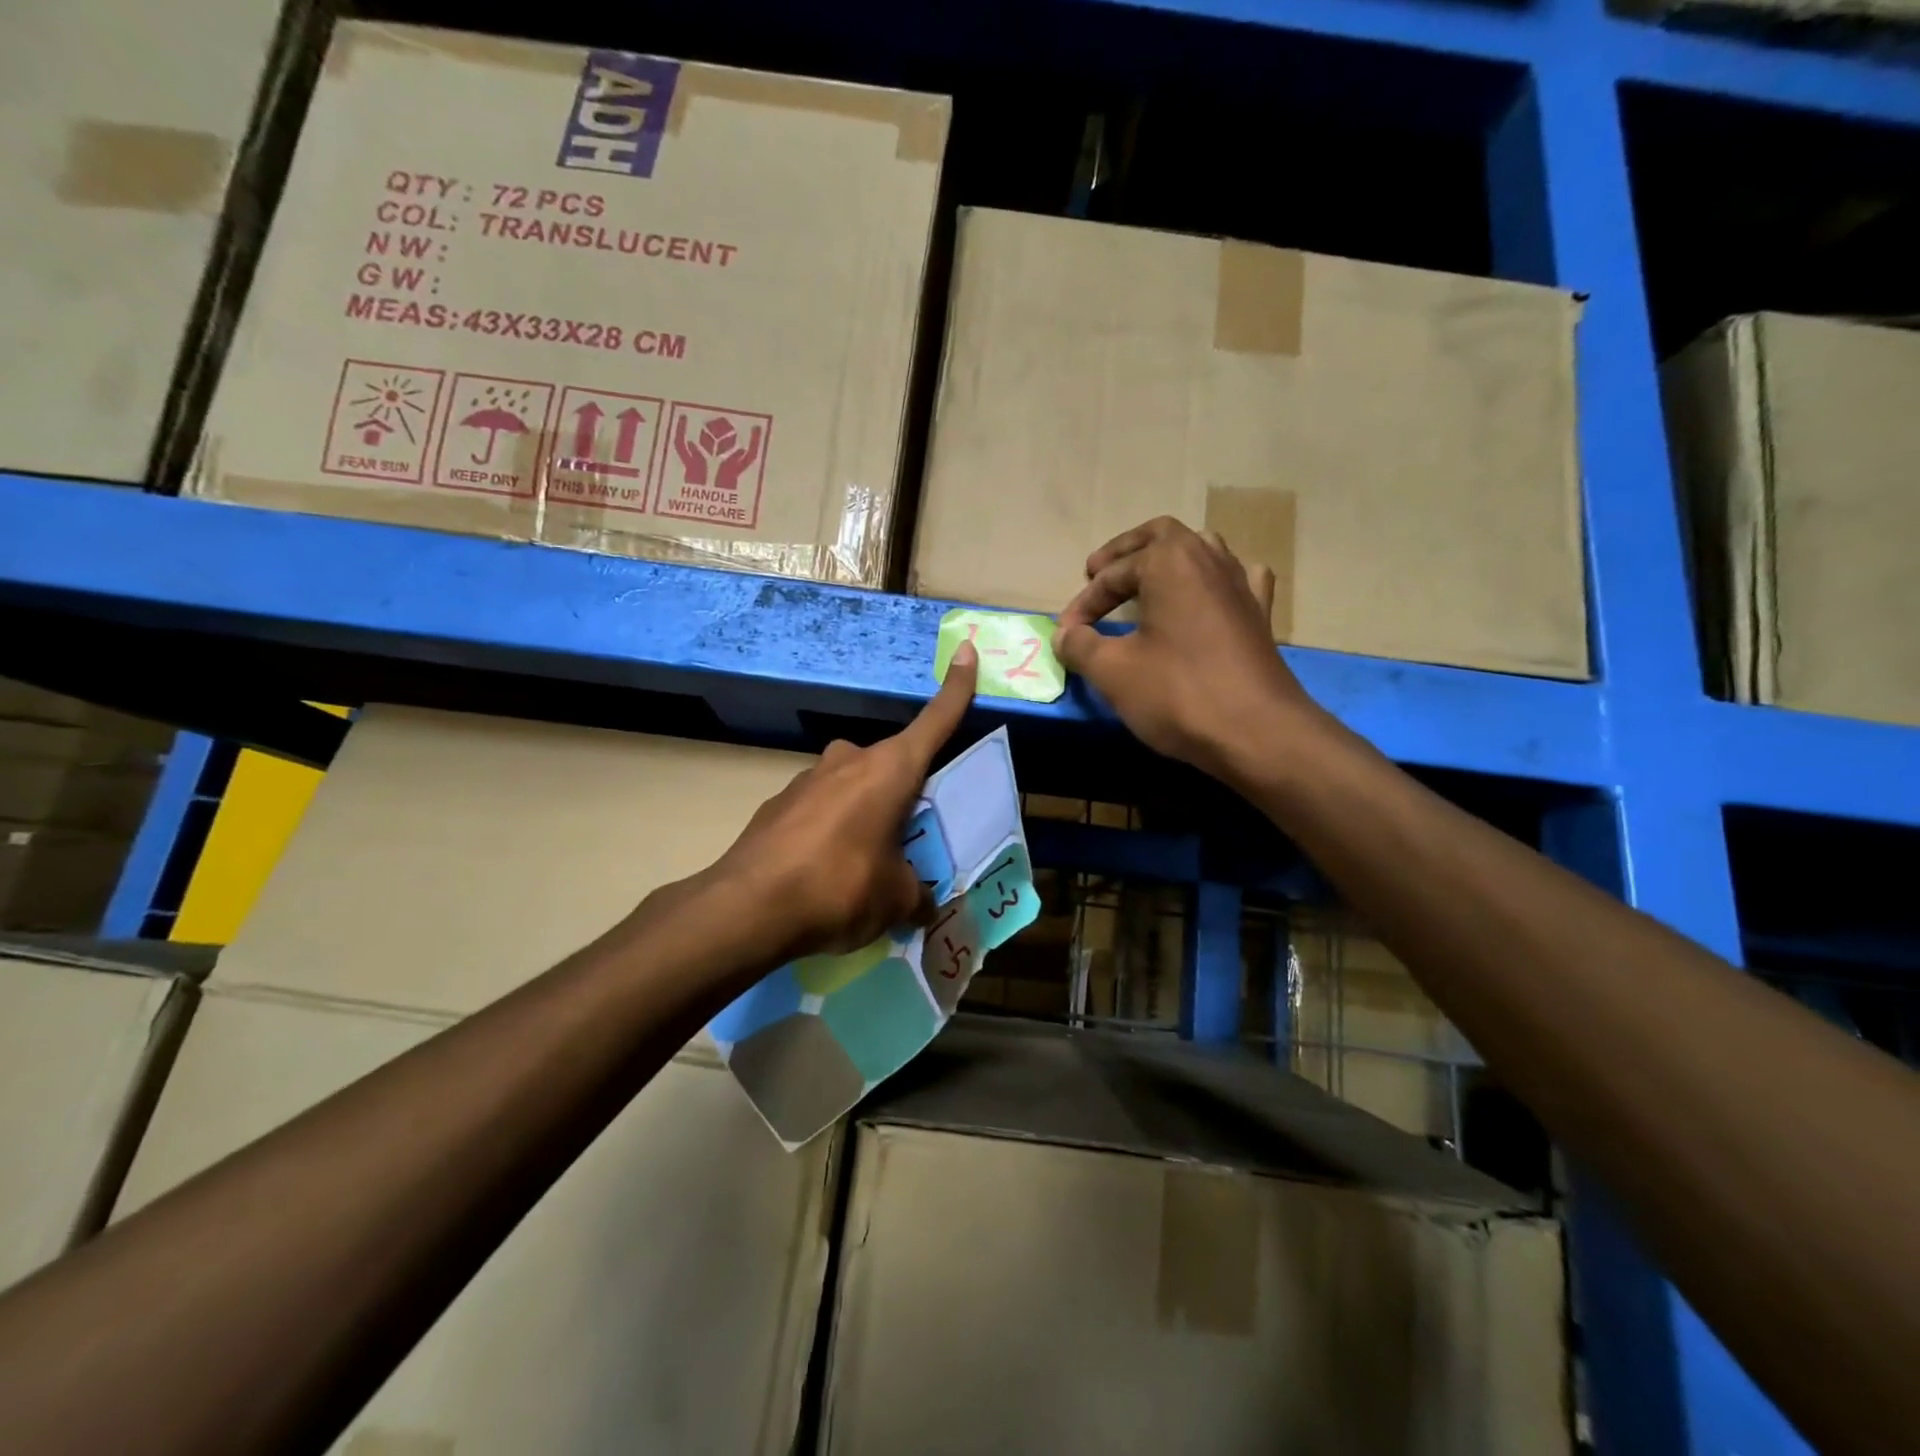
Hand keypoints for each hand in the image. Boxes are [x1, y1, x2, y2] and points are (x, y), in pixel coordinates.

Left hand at [705, 643, 978, 963]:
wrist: (746, 907)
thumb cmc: (840, 887)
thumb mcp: (895, 898)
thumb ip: (916, 894)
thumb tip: (924, 906)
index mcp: (890, 769)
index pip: (935, 721)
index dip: (956, 688)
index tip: (965, 650)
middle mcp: (850, 760)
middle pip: (892, 766)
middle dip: (904, 796)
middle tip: (910, 841)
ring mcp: (808, 778)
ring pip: (853, 789)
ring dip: (865, 817)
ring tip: (864, 868)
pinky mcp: (778, 803)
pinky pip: (820, 812)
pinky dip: (830, 833)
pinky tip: (823, 875)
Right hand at [1053, 517, 1327, 781]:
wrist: (1256, 733)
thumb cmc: (1177, 693)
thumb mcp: (1112, 671)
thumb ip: (1080, 646)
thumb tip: (1064, 635)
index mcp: (1169, 561)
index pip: (1112, 575)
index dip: (1083, 603)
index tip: (1066, 634)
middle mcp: (1208, 559)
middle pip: (1160, 537)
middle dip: (1124, 555)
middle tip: (1097, 574)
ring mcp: (1241, 584)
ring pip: (1201, 551)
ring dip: (1167, 563)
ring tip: (1145, 585)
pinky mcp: (1260, 615)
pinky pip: (1237, 580)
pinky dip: (1213, 583)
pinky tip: (1207, 599)